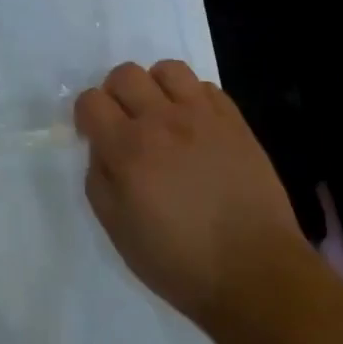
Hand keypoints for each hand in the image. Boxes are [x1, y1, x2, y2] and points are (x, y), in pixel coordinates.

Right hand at [75, 60, 313, 330]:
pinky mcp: (234, 120)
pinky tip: (195, 125)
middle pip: (125, 74)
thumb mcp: (119, 233)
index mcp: (128, 149)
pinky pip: (205, 87)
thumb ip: (99, 181)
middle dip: (116, 93)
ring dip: (156, 87)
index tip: (94, 136)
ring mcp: (201, 115)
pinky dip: (193, 98)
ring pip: (167, 69)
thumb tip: (101, 149)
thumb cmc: (180, 263)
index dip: (86, 115)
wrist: (256, 273)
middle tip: (125, 122)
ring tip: (162, 114)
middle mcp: (161, 120)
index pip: (91, 101)